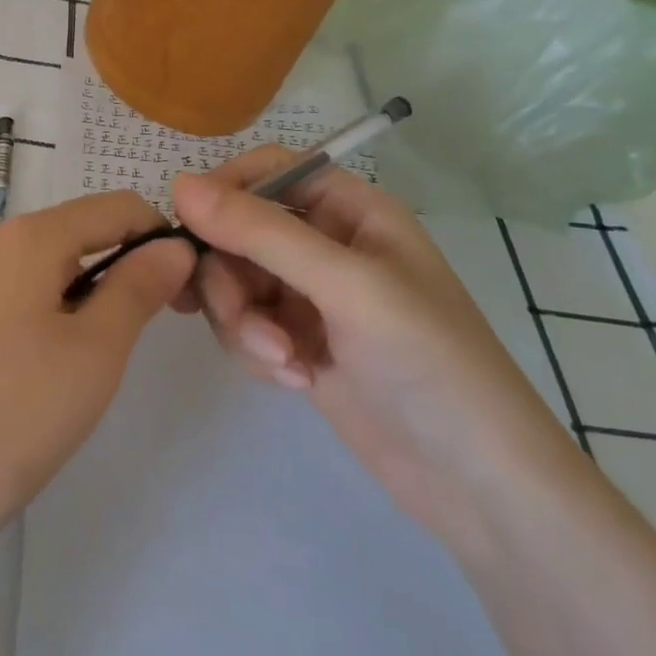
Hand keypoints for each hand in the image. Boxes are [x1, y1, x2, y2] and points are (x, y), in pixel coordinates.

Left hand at [0, 190, 196, 562]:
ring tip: (83, 372)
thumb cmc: (4, 418)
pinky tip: (29, 384)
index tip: (185, 292)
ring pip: (36, 275)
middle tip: (138, 341)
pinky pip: (0, 305)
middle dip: (117, 274)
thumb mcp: (92, 355)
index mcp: (26, 237)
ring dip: (76, 304)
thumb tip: (172, 246)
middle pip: (72, 237)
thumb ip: (137, 290)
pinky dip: (35, 324)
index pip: (115, 207)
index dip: (160, 238)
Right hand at [170, 149, 578, 546]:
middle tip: (245, 321)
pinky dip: (255, 350)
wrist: (477, 484)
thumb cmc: (429, 363)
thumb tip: (179, 183)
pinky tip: (294, 381)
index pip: (268, 171)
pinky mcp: (296, 342)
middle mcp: (325, 245)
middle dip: (232, 278)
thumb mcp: (346, 286)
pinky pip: (244, 324)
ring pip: (233, 282)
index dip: (225, 190)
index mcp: (350, 210)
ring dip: (243, 321)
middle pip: (239, 232)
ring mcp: (308, 297)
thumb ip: (261, 232)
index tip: (190, 228)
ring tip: (282, 362)